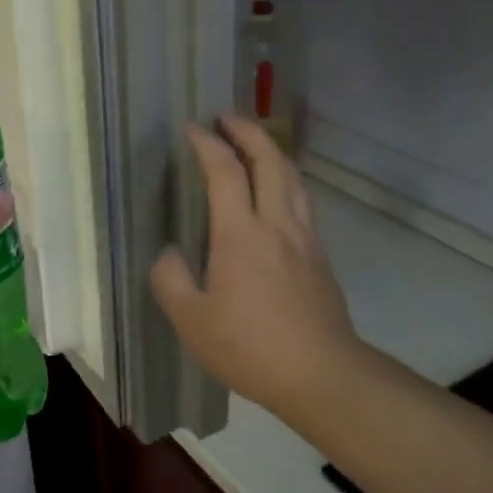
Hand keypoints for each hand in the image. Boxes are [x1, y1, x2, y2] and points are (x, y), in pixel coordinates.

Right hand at [150, 115, 374, 416]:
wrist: (322, 375)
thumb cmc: (250, 347)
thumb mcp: (191, 321)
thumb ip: (171, 279)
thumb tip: (169, 254)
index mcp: (241, 234)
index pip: (225, 171)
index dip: (207, 144)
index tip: (192, 128)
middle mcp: (277, 224)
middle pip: (270, 160)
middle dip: (247, 131)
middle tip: (226, 117)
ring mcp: (305, 238)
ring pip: (293, 177)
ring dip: (272, 151)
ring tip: (254, 143)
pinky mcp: (320, 257)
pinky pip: (302, 201)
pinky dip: (286, 180)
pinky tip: (277, 194)